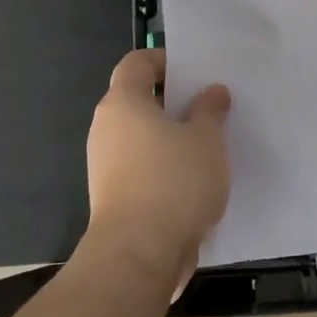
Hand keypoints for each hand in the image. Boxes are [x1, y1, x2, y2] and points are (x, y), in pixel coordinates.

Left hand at [84, 48, 232, 295]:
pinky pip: (139, 166)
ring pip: (139, 135)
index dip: (165, 60)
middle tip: (209, 107)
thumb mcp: (207, 140)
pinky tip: (193, 179)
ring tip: (207, 144)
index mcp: (123, 102)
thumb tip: (212, 92)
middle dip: (172, 100)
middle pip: (137, 99)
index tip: (195, 73)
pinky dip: (162, 165)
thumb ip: (210, 110)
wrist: (138, 256)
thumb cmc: (174, 182)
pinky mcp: (112, 196)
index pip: (137, 62)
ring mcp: (104, 164)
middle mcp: (106, 128)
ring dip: (169, 136)